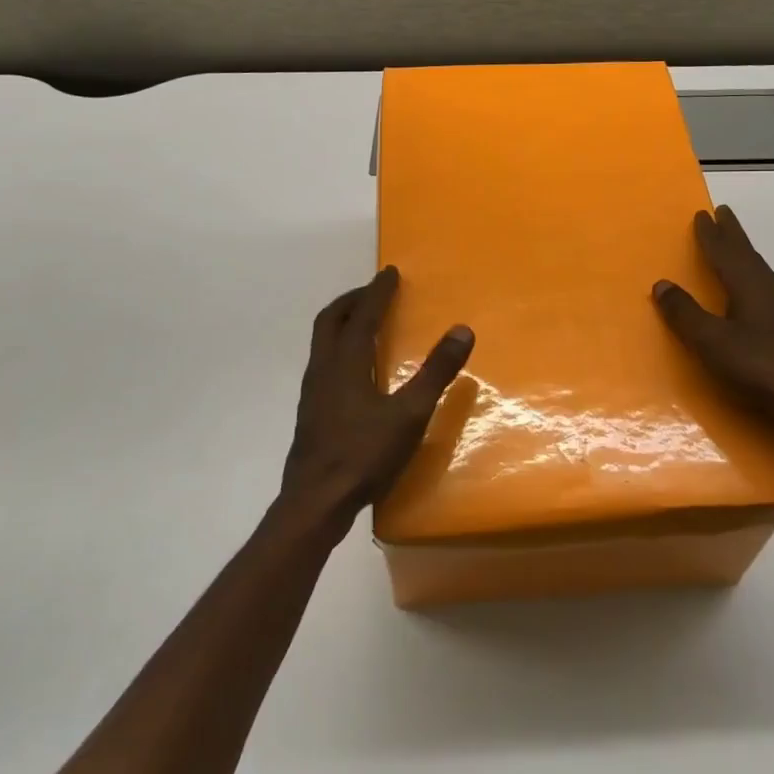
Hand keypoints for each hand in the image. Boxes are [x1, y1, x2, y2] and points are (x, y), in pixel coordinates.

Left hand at [280, 267, 473, 535]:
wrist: (315, 501)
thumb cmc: (364, 454)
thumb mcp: (409, 414)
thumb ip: (435, 372)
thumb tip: (462, 330)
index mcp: (346, 362)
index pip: (362, 315)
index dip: (378, 291)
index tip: (390, 272)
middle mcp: (323, 369)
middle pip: (330, 320)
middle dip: (352, 300)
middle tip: (374, 291)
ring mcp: (312, 391)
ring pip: (322, 342)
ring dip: (342, 322)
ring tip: (364, 322)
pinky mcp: (311, 412)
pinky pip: (323, 363)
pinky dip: (339, 348)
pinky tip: (354, 370)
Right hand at [652, 206, 773, 433]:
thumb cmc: (760, 369)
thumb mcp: (712, 343)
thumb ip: (686, 314)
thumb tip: (662, 284)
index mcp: (752, 286)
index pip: (727, 252)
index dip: (712, 234)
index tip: (703, 214)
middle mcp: (773, 290)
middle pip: (748, 255)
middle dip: (733, 235)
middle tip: (724, 214)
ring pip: (761, 272)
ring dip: (745, 257)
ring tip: (734, 251)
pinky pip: (769, 291)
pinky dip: (754, 280)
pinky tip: (756, 295)